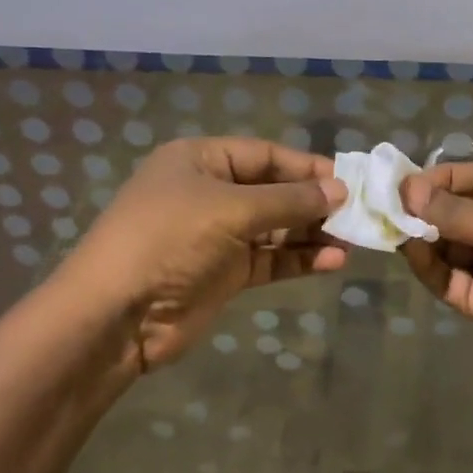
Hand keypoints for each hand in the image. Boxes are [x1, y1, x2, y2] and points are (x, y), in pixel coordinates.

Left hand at [55, 137, 346, 371]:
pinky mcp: (223, 273)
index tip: (348, 180)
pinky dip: (298, 260)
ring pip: (275, 228)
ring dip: (311, 233)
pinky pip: (270, 259)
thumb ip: (289, 201)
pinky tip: (332, 262)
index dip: (306, 167)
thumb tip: (339, 191)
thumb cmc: (169, 240)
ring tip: (353, 240)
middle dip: (313, 202)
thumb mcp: (231, 210)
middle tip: (358, 213)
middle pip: (273, 191)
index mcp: (201, 160)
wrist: (114, 317)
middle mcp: (210, 192)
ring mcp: (216, 235)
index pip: (265, 155)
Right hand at [398, 162, 472, 394]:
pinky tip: (410, 252)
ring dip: (421, 236)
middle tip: (386, 205)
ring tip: (393, 227)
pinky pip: (448, 279)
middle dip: (424, 208)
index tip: (406, 182)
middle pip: (455, 212)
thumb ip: (459, 213)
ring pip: (447, 246)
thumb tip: (409, 191)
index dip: (441, 178)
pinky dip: (427, 266)